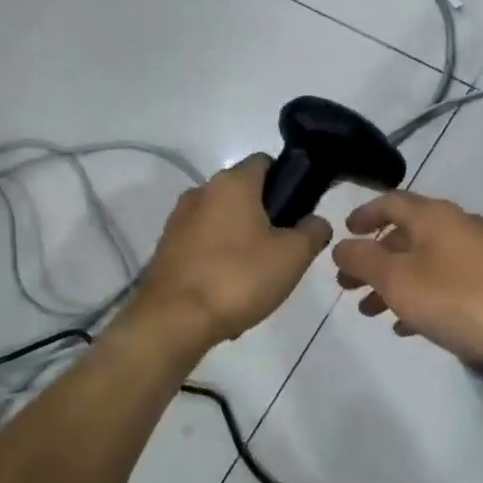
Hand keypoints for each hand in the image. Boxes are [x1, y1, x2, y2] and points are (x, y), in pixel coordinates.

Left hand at [134, 154, 332, 347]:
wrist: (173, 320)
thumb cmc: (238, 278)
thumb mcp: (292, 256)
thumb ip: (312, 231)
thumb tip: (315, 221)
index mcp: (232, 183)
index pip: (265, 162)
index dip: (286, 181)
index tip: (298, 212)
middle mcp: (201, 191)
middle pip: (243, 193)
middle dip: (265, 216)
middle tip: (283, 251)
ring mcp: (179, 220)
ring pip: (222, 221)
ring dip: (241, 240)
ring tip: (256, 277)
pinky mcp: (166, 248)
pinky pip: (203, 245)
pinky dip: (218, 259)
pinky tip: (228, 291)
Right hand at [331, 191, 482, 370]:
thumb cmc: (460, 299)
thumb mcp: (399, 280)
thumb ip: (363, 261)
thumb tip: (340, 246)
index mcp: (431, 216)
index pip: (389, 202)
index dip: (363, 215)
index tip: (344, 232)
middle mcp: (455, 226)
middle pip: (404, 235)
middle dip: (373, 259)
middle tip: (347, 284)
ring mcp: (478, 254)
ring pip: (424, 262)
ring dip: (393, 283)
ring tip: (371, 311)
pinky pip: (445, 283)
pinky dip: (421, 297)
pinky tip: (408, 326)